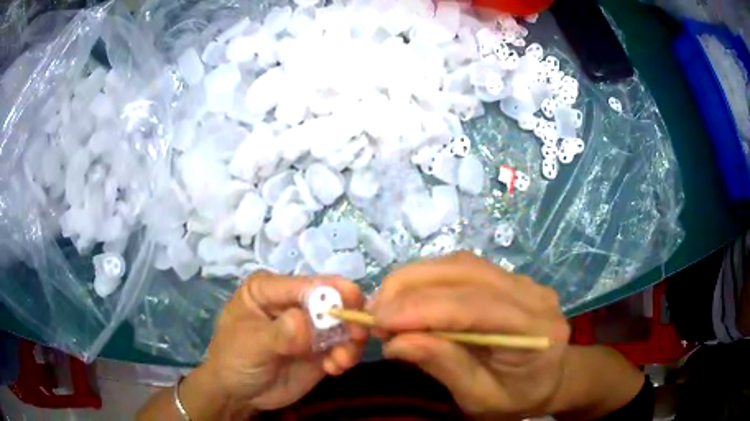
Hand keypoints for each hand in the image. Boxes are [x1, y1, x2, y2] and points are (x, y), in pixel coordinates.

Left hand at [188, 272, 367, 416]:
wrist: (239, 394)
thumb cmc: (234, 359)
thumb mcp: (252, 344)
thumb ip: (280, 333)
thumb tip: (306, 322)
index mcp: (271, 289)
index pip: (305, 284)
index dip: (330, 290)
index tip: (353, 302)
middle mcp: (294, 304)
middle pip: (331, 300)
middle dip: (348, 316)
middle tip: (358, 335)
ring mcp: (310, 328)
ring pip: (343, 325)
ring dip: (350, 340)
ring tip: (341, 361)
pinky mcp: (320, 350)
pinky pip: (343, 347)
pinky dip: (346, 357)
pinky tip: (334, 369)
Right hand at [370, 252, 569, 418]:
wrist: (548, 378)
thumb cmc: (516, 396)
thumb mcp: (479, 398)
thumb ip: (444, 366)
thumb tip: (396, 342)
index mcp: (535, 330)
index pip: (475, 307)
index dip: (422, 310)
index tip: (378, 322)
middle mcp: (532, 294)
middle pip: (465, 273)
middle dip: (410, 289)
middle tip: (375, 315)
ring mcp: (522, 280)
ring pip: (459, 263)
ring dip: (415, 279)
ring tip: (387, 306)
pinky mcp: (507, 277)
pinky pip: (462, 268)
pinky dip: (428, 279)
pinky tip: (410, 298)